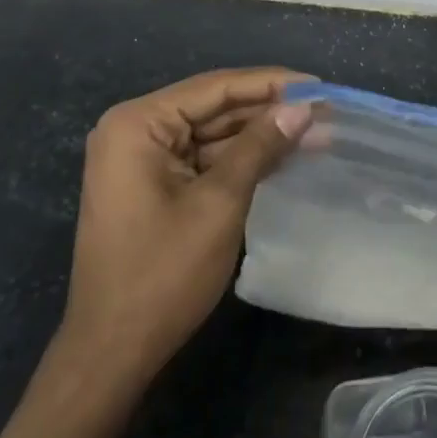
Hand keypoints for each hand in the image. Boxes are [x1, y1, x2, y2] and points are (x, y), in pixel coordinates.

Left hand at [47, 68, 311, 395]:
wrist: (112, 354)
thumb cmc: (163, 274)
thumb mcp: (220, 203)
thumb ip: (259, 146)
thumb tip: (302, 107)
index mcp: (138, 124)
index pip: (215, 88)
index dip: (271, 83)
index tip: (319, 85)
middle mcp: (135, 130)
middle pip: (214, 107)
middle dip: (269, 111)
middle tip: (324, 111)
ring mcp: (142, 159)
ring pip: (213, 133)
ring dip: (260, 135)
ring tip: (316, 132)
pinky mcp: (153, 185)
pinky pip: (204, 158)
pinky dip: (242, 158)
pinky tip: (284, 155)